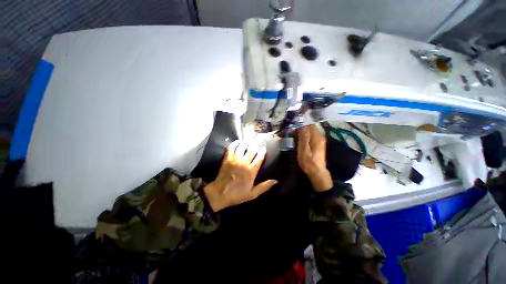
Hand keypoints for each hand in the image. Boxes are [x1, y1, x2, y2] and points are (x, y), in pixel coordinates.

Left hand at [204, 139, 277, 211]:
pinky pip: (231, 148)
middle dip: (257, 142)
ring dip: (247, 141)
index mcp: (251, 171)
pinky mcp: (227, 158)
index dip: (262, 151)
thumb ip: (264, 186)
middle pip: (252, 149)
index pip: (259, 157)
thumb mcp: (252, 194)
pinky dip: (234, 143)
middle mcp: (244, 163)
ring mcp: (235, 160)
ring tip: (250, 138)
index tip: (264, 147)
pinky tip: (238, 141)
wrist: (219, 194)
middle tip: (260, 137)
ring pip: (242, 146)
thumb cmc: (237, 195)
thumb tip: (275, 181)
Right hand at [297, 125, 332, 191]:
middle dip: (300, 125)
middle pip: (310, 126)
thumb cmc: (309, 162)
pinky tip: (298, 137)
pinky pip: (310, 135)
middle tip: (291, 127)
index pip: (310, 124)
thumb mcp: (304, 150)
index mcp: (316, 137)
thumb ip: (303, 137)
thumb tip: (301, 125)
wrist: (317, 172)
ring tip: (293, 132)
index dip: (301, 121)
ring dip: (301, 130)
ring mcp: (319, 140)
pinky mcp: (317, 143)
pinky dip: (304, 134)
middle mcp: (319, 136)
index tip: (293, 122)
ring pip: (310, 130)